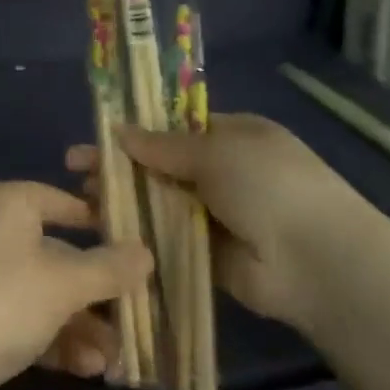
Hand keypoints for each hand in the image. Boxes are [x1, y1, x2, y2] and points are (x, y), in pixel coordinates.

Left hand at [0, 182, 152, 389]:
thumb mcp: (63, 283)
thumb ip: (109, 268)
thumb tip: (146, 251)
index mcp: (6, 206)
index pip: (62, 200)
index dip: (101, 220)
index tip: (140, 247)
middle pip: (58, 254)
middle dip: (99, 290)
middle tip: (139, 316)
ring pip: (44, 296)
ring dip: (82, 325)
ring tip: (116, 357)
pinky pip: (25, 325)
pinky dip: (55, 343)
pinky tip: (88, 371)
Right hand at [67, 114, 369, 334]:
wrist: (313, 260)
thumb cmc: (268, 186)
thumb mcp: (217, 152)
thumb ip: (164, 145)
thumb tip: (119, 131)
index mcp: (234, 136)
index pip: (176, 128)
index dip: (136, 131)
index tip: (98, 136)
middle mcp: (223, 172)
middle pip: (161, 165)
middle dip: (121, 166)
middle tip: (76, 169)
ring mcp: (215, 214)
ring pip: (159, 202)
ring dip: (124, 199)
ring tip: (82, 198)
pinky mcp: (205, 253)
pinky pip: (165, 237)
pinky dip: (138, 232)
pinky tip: (104, 229)